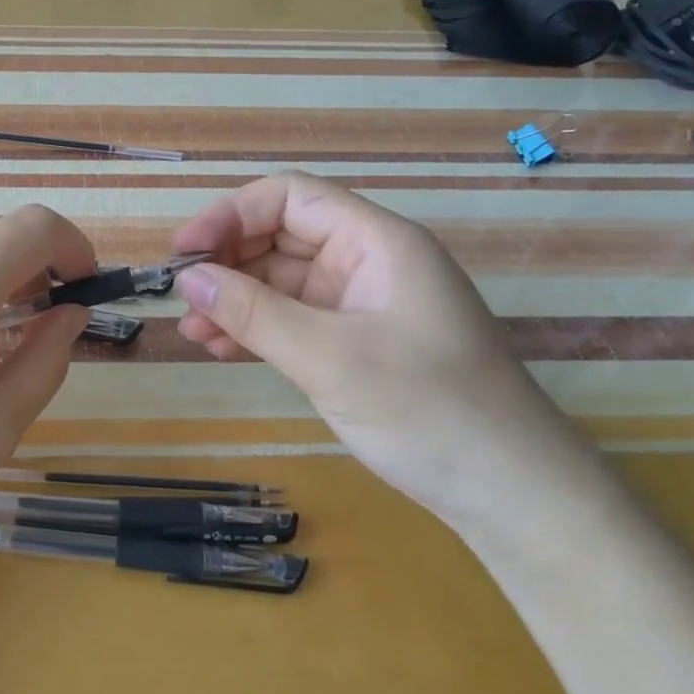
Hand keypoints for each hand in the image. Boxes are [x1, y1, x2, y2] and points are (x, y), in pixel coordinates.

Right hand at [172, 172, 605, 529]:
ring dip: (234, 300)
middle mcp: (367, 262)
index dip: (231, 215)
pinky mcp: (355, 343)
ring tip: (192, 332)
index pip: (290, 199)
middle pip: (280, 237)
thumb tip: (187, 279)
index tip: (185, 251)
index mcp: (376, 243)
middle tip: (182, 297)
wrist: (511, 495)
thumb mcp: (329, 358)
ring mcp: (360, 305)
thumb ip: (253, 313)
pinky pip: (292, 319)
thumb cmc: (428, 411)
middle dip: (227, 262)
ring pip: (280, 282)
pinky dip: (256, 329)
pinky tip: (221, 348)